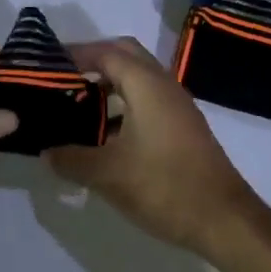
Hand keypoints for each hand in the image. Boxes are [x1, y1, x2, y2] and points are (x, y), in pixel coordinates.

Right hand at [43, 37, 254, 260]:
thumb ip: (71, 159)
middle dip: (93, 60)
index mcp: (146, 84)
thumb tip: (46, 152)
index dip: (75, 54)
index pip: (106, 53)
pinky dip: (124, 103)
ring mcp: (177, 105)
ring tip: (77, 104)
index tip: (46, 65)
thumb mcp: (108, 174)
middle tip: (62, 78)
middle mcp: (164, 85)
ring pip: (138, 78)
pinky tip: (105, 133)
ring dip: (109, 83)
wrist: (224, 219)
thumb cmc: (164, 186)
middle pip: (125, 55)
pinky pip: (148, 99)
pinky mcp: (183, 126)